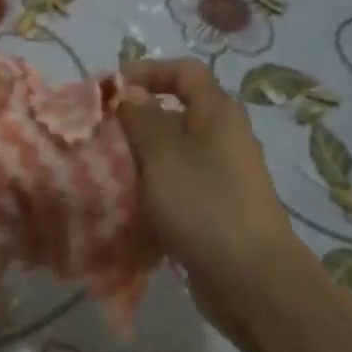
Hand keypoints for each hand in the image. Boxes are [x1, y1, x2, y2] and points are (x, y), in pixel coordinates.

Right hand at [118, 58, 307, 327]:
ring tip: (104, 170)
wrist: (252, 281)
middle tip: (99, 133)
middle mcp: (223, 137)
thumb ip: (141, 118)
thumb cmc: (205, 204)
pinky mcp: (214, 210)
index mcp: (218, 112)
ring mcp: (221, 176)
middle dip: (135, 119)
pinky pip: (176, 186)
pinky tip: (126, 205)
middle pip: (175, 112)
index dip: (147, 71)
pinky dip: (151, 189)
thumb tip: (130, 92)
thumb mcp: (163, 153)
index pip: (184, 70)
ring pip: (172, 152)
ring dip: (139, 157)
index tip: (111, 91)